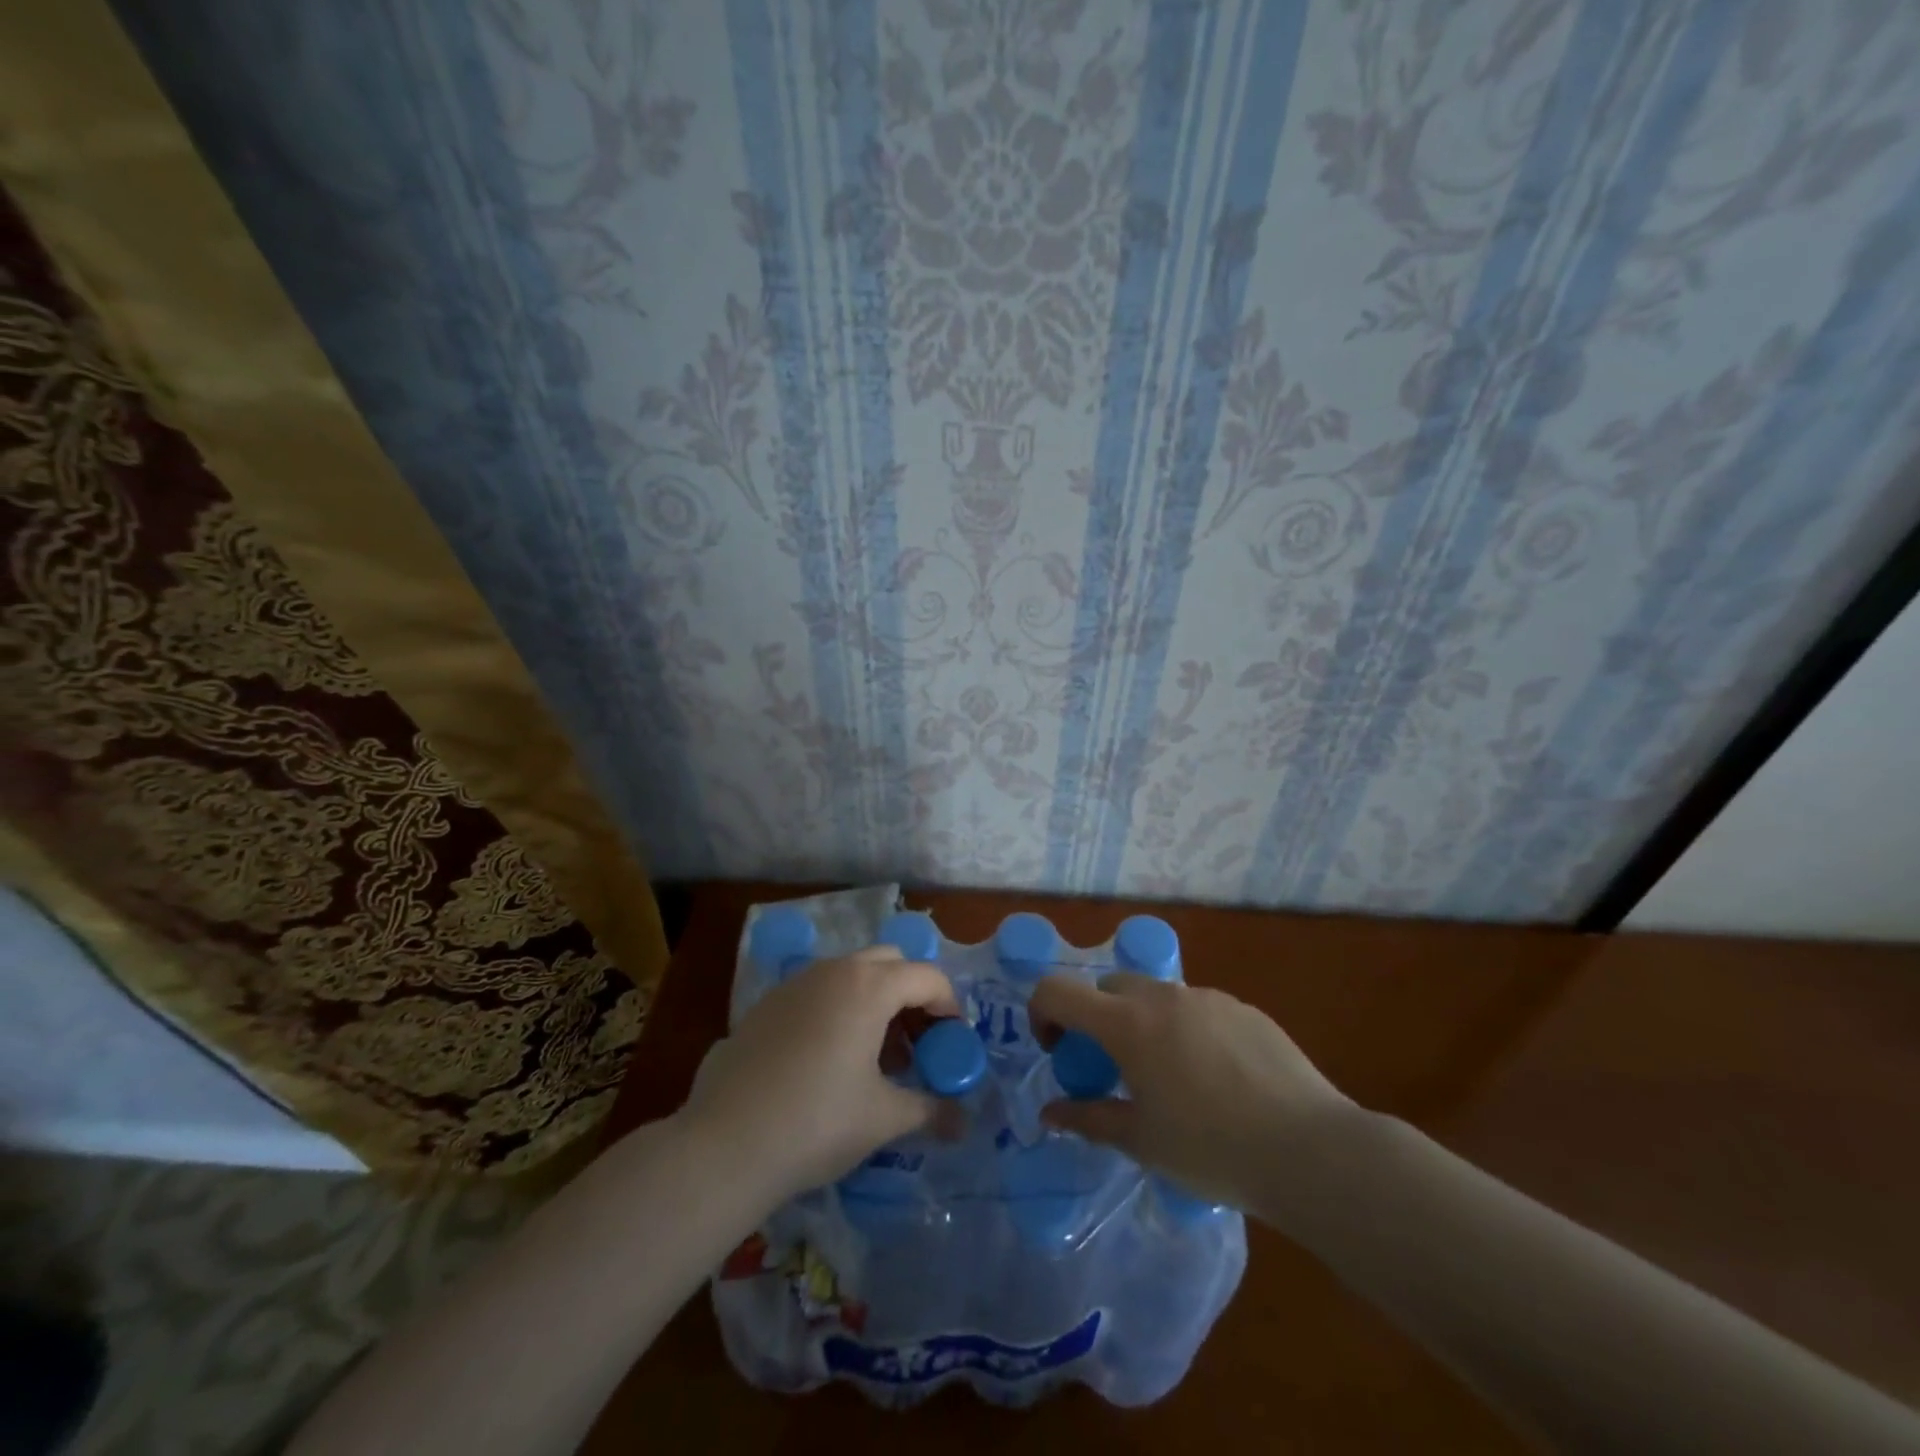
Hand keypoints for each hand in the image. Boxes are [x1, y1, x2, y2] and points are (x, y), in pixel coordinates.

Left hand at [681, 947, 961, 1200]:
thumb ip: (930, 1110)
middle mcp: (833, 971)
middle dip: (912, 995)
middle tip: (917, 1043)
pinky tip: (830, 1061)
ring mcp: (795, 984)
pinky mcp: (766, 1004)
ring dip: (875, 1002)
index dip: (950, 1007)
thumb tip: (963, 1123)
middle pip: (889, 963)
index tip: (953, 1045)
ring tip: (876, 1057)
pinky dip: (839, 1010)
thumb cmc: (818, 1122)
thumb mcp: (883, 1118)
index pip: (927, 977)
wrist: (725, 1144)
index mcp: (869, 986)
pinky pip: (818, 992)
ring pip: (851, 975)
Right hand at [1028, 972, 1352, 1207]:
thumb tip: (1050, 1113)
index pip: (1058, 991)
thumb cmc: (1213, 1149)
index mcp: (1127, 1024)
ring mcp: (1207, 997)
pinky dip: (1185, 1029)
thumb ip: (1089, 1120)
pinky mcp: (1244, 1008)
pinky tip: (1216, 1078)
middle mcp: (1162, 996)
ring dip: (1142, 1023)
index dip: (1042, 1013)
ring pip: (1155, 995)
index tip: (1055, 1052)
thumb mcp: (1142, 1141)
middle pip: (1108, 988)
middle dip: (1096, 1019)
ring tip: (1168, 1076)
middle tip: (1111, 1068)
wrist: (1310, 1149)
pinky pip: (1197, 1008)